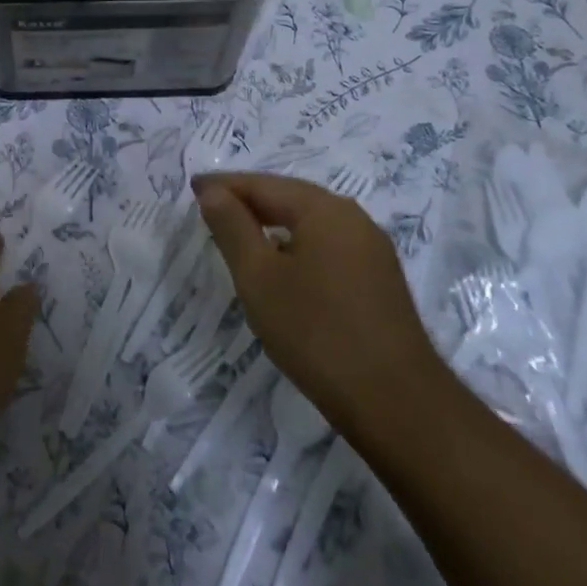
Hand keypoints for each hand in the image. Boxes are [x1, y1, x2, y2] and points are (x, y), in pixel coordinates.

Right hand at [194, 172, 446, 449]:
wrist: (395, 400)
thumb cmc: (315, 331)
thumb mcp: (258, 277)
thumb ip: (232, 227)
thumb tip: (211, 191)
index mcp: (324, 210)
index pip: (263, 184)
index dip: (224, 185)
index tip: (191, 186)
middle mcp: (353, 218)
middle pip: (290, 197)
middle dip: (248, 199)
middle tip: (209, 204)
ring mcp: (371, 249)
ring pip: (310, 222)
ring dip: (272, 222)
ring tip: (237, 231)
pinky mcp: (378, 279)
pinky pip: (327, 245)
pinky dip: (295, 243)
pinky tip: (280, 263)